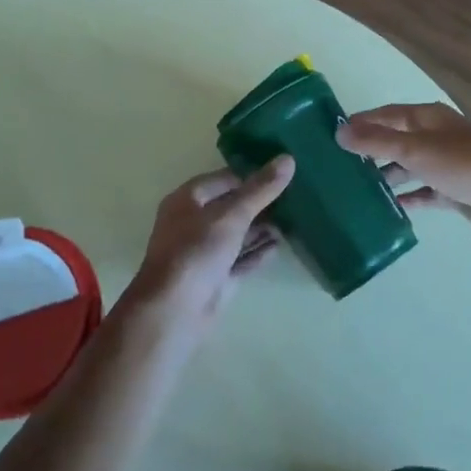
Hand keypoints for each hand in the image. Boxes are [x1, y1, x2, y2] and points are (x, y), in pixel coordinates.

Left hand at [127, 156, 294, 331]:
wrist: (174, 311)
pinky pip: (240, 258)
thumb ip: (261, 189)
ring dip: (262, 227)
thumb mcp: (231, 215)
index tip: (284, 174)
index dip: (253, 175)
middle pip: (232, 206)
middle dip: (261, 202)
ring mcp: (205, 251)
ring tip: (295, 219)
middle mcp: (194, 222)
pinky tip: (280, 245)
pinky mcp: (216, 277)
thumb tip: (288, 158)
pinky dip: (258, 251)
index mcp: (189, 199)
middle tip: (296, 195)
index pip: (226, 179)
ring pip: (238, 233)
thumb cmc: (197, 251)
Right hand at [336, 103, 470, 244]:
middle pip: (398, 140)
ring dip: (389, 175)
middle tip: (342, 165)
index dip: (362, 122)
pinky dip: (409, 197)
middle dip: (372, 150)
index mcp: (428, 118)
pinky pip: (425, 192)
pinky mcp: (455, 191)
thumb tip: (339, 131)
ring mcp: (447, 164)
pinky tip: (390, 207)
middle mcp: (437, 136)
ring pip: (410, 167)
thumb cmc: (462, 163)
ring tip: (360, 188)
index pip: (387, 114)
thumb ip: (376, 142)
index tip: (335, 133)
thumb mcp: (414, 149)